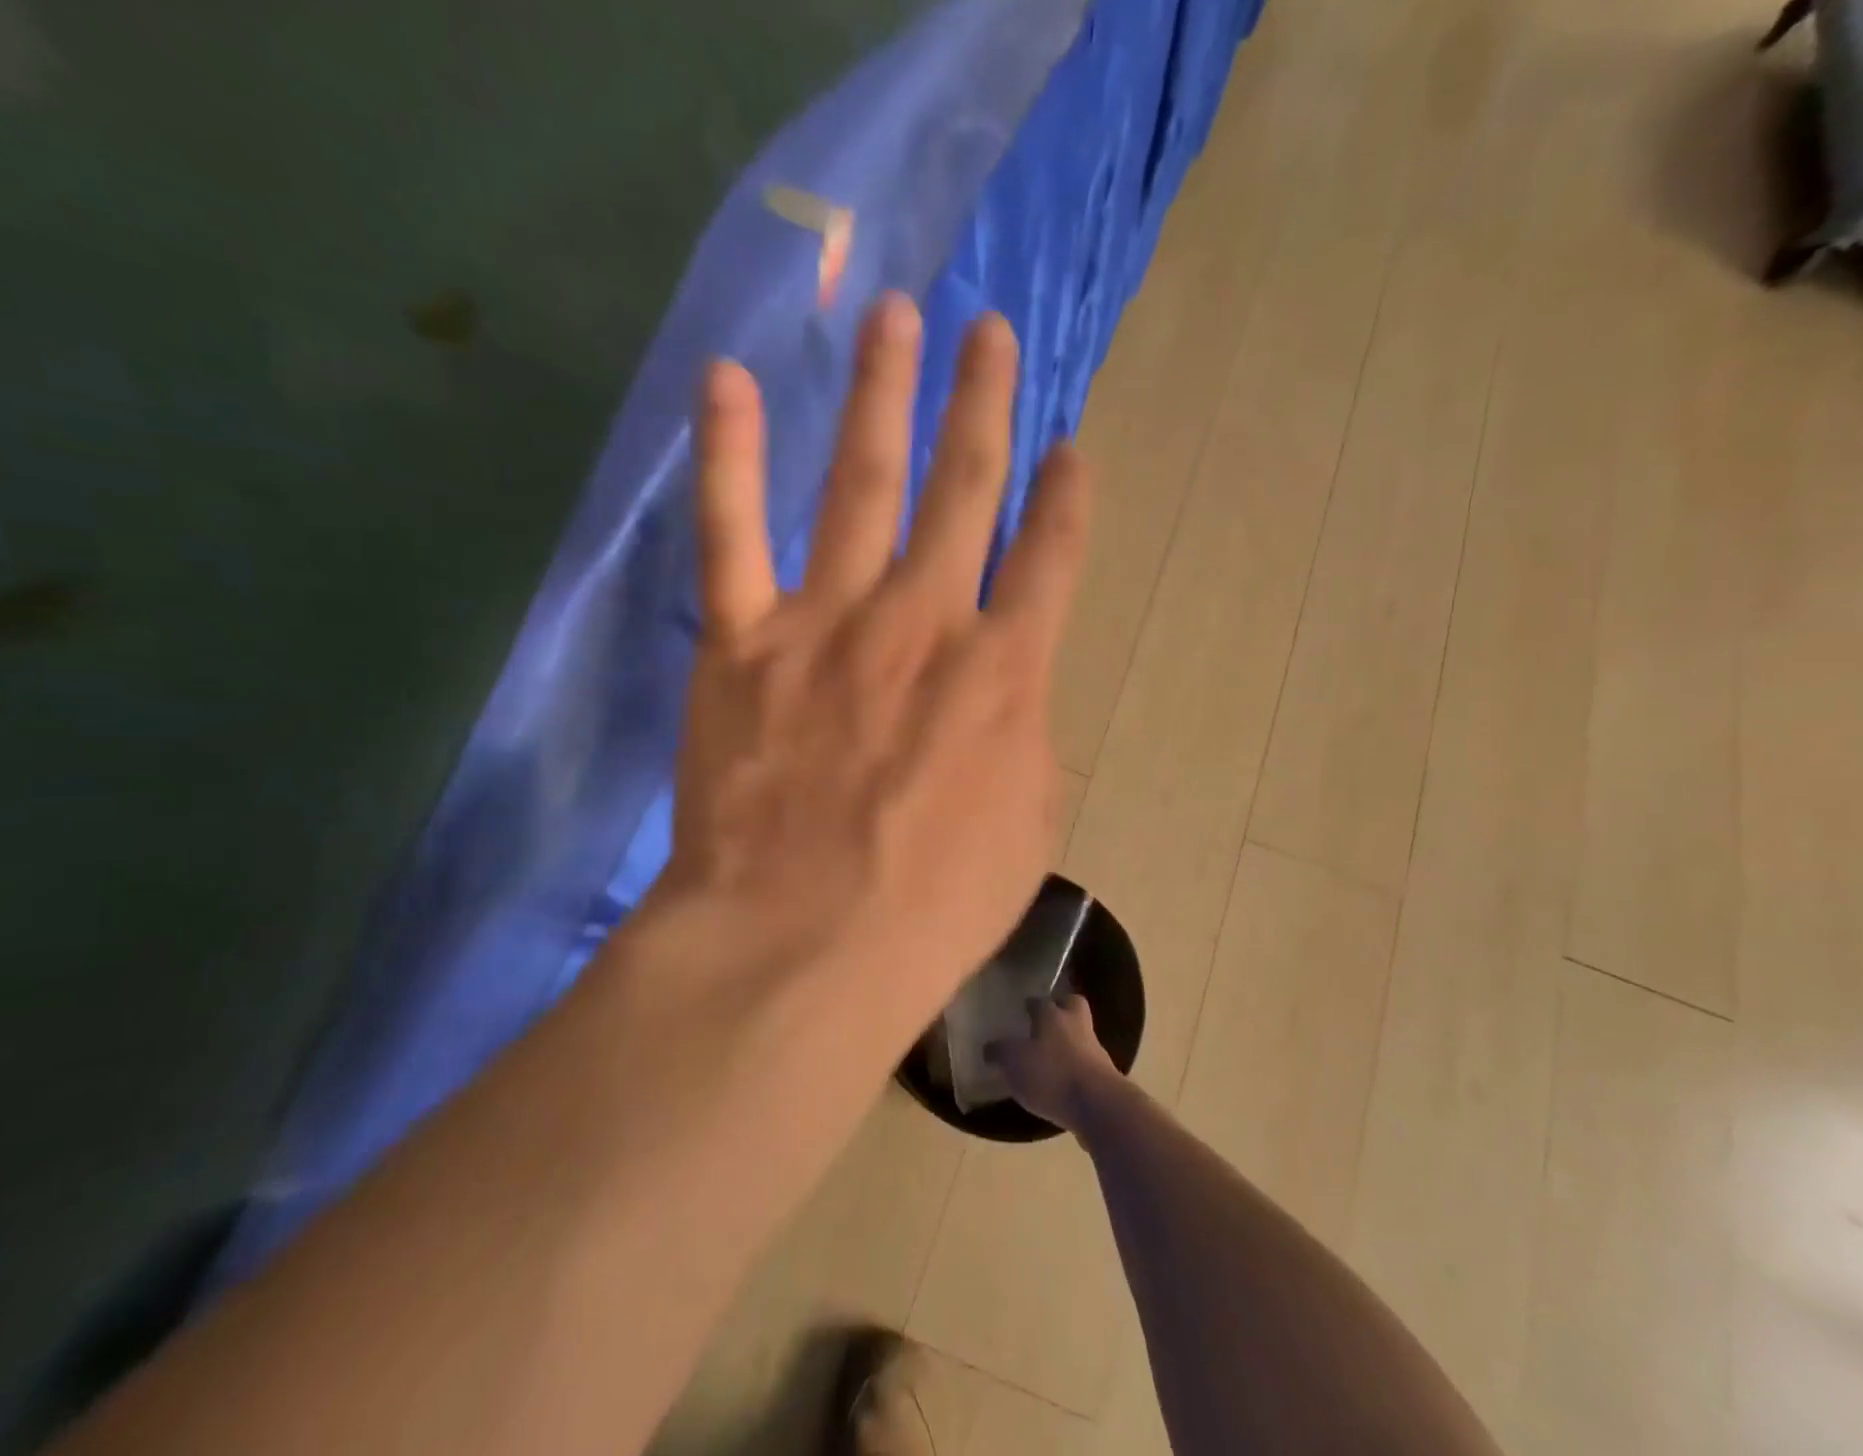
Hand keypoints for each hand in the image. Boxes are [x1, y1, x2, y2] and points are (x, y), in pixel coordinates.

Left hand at [660, 293, 1091, 1046]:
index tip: (1073, 449)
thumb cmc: (931, 906)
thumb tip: (1008, 701)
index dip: (1068, 500)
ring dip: (885, 393)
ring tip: (898, 315)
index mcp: (1005, 673)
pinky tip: (731, 379)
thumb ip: (1024, 745)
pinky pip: (733, 530)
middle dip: (984, 406)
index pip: (1051, 560)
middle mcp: (926, 620)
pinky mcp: (744, 639)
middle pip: (965, 489)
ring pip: (864, 480)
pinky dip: (730, 453)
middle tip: (988, 332)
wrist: (803, 943)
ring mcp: (831, 619)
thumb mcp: (1025, 830)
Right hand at [986, 994, 1118, 1132]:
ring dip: (1070, 1042)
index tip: (1023, 1009)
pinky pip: (1088, 1064)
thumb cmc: (1051, 1075)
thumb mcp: (1014, 1063)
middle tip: (1046, 1022)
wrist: (1099, 1106)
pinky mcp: (1106, 1076)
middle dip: (1061, 1009)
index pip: (1040, 1000)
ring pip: (1082, 1035)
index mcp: (1052, 1015)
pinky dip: (1077, 1068)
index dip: (1031, 1004)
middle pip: (1073, 1005)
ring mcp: (1095, 1050)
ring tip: (1052, 1058)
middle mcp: (1076, 1025)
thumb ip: (1001, 1052)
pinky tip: (1064, 1083)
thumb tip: (990, 1047)